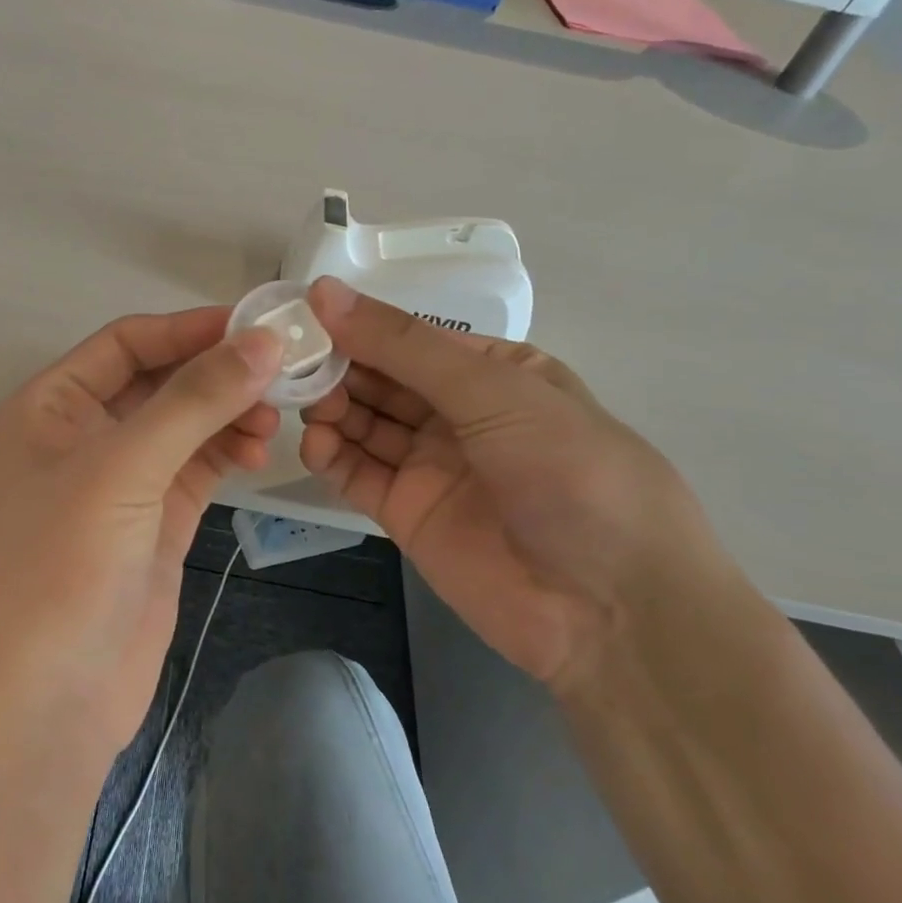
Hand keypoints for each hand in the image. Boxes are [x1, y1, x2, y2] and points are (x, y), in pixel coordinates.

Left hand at [0, 308, 281, 756]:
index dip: (188, 328)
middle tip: (281, 370)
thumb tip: (264, 341)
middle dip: (216, 373)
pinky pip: (196, 468)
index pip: (125, 343)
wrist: (42, 706)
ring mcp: (120, 484)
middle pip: (159, 381)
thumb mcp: (123, 469)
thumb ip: (194, 400)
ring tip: (272, 418)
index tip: (256, 324)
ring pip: (184, 425)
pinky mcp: (153, 524)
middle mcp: (82, 436)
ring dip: (227, 414)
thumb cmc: (60, 568)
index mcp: (50, 407)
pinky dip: (227, 453)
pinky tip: (257, 451)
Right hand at [300, 278, 733, 691]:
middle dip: (337, 366)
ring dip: (329, 407)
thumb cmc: (569, 473)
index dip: (358, 324)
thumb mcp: (493, 391)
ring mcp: (431, 465)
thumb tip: (324, 292)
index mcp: (493, 372)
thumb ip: (403, 345)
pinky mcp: (407, 513)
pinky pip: (358, 473)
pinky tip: (314, 443)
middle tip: (289, 363)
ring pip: (363, 422)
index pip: (410, 337)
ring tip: (299, 402)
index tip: (303, 316)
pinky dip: (330, 455)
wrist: (612, 610)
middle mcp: (458, 413)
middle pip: (381, 378)